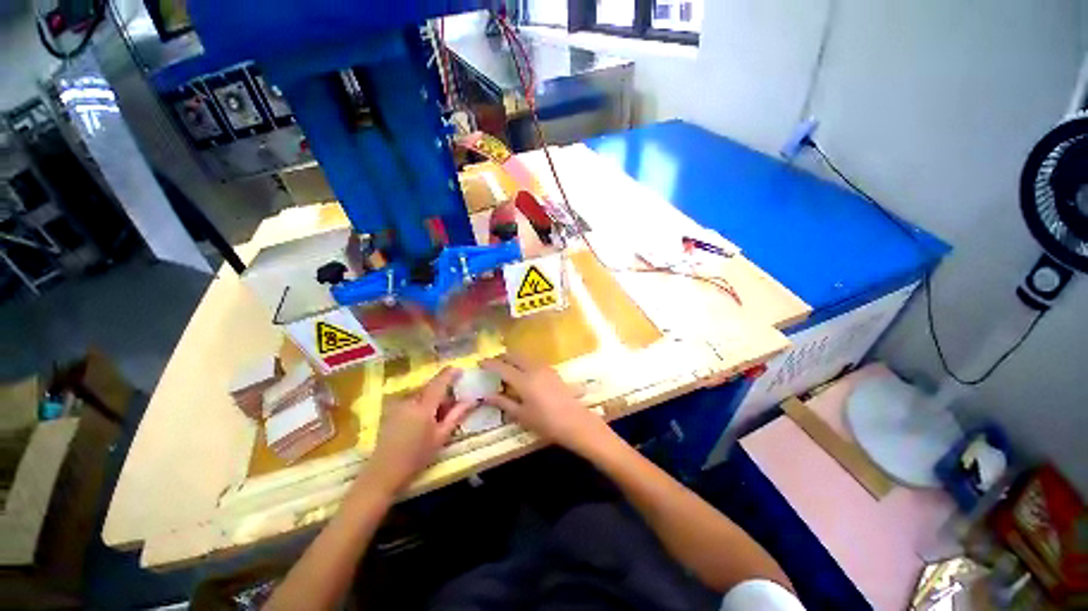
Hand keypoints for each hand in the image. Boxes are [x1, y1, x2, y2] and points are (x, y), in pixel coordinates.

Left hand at [365, 367, 473, 495]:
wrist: (383, 473)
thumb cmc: (416, 457)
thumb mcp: (441, 437)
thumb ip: (457, 415)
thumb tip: (472, 400)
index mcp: (423, 406)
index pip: (439, 382)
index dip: (450, 374)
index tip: (461, 370)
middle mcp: (409, 400)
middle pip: (430, 387)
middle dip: (443, 391)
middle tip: (453, 404)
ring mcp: (398, 405)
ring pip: (421, 394)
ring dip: (432, 398)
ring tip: (439, 416)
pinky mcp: (391, 410)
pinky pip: (412, 400)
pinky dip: (422, 403)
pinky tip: (424, 419)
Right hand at [481, 354, 612, 454]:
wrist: (575, 421)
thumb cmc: (545, 422)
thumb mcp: (521, 415)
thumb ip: (503, 402)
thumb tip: (486, 395)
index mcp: (523, 379)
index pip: (501, 366)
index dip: (489, 363)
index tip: (479, 363)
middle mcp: (533, 368)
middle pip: (514, 356)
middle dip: (501, 357)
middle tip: (492, 365)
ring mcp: (544, 368)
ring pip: (524, 357)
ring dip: (513, 359)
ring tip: (505, 369)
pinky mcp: (552, 370)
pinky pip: (533, 361)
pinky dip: (523, 363)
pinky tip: (522, 373)